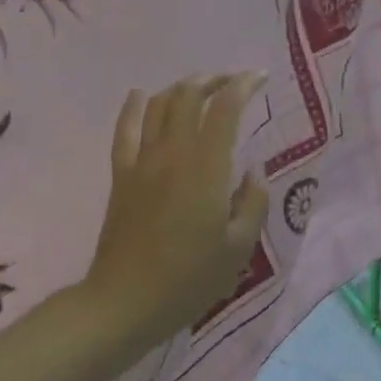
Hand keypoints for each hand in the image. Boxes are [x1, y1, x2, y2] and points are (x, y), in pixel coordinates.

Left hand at [83, 74, 269, 352]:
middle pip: (189, 95)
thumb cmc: (189, 279)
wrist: (126, 302)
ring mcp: (143, 161)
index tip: (259, 78)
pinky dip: (134, 106)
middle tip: (232, 83)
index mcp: (207, 168)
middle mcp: (174, 152)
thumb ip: (253, 203)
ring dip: (181, 88)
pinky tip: (140, 95)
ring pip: (159, 105)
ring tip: (199, 89)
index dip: (243, 84)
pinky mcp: (121, 174)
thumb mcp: (238, 249)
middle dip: (213, 79)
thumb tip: (254, 169)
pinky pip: (125, 129)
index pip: (225, 108)